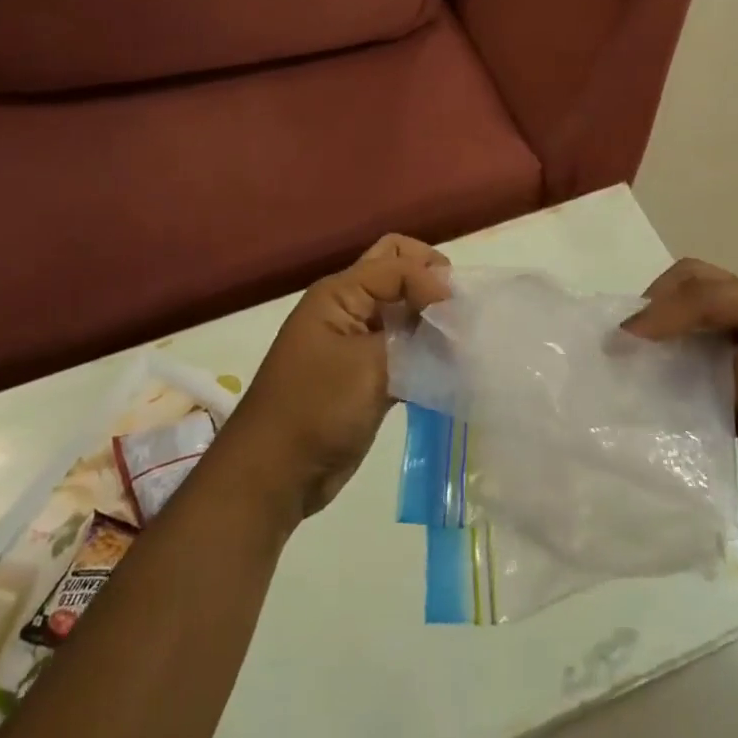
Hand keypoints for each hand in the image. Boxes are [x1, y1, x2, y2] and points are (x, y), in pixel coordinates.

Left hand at [221, 235, 449, 523]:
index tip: (457, 315)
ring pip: (403, 310)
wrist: (275, 473)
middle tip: (459, 310)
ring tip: (462, 342)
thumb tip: (453, 316)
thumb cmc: (316, 408)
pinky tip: (451, 368)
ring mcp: (358, 341)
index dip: (430, 280)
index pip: (397, 264)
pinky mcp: (368, 374)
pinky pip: (404, 347)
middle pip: (396, 271)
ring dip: (431, 318)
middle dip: (430, 281)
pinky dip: (427, 352)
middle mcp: (349, 307)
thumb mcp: (368, 365)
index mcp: (340, 293)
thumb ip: (414, 336)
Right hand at [625, 260, 737, 543]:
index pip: (706, 290)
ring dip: (663, 334)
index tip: (623, 340)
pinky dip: (674, 364)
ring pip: (696, 322)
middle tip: (624, 340)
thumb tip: (649, 341)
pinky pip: (701, 359)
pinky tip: (653, 382)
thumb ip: (709, 356)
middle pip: (698, 289)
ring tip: (629, 357)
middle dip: (658, 307)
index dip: (661, 310)